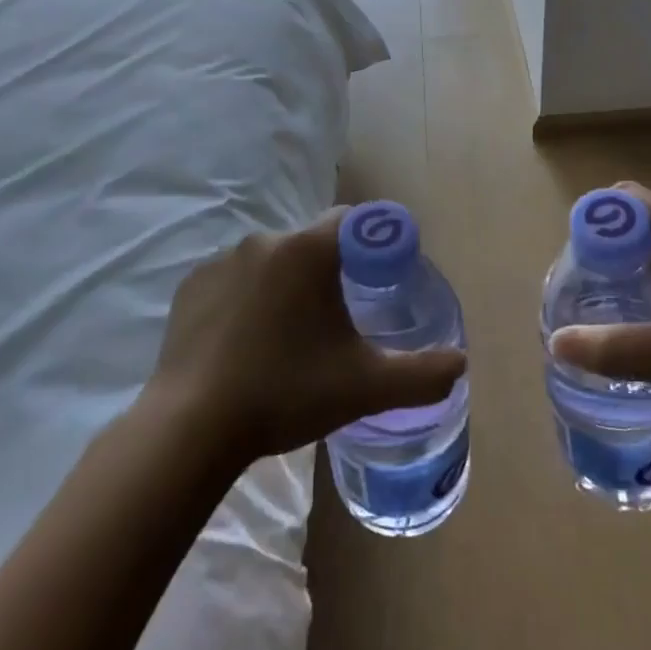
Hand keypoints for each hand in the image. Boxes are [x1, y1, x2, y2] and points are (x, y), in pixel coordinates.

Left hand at [147, 209, 466, 465]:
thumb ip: (422, 375)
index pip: (354, 220)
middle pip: (312, 243)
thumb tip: (460, 364)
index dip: (374, 244)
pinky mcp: (190, 287)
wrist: (192, 428)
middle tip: (339, 320)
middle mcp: (264, 240)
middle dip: (330, 271)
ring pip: (271, 262)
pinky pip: (233, 281)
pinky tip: (246, 344)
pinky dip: (247, 300)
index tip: (380, 280)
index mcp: (308, 249)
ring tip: (289, 338)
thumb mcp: (366, 387)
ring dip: (286, 286)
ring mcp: (221, 262)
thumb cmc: (286, 393)